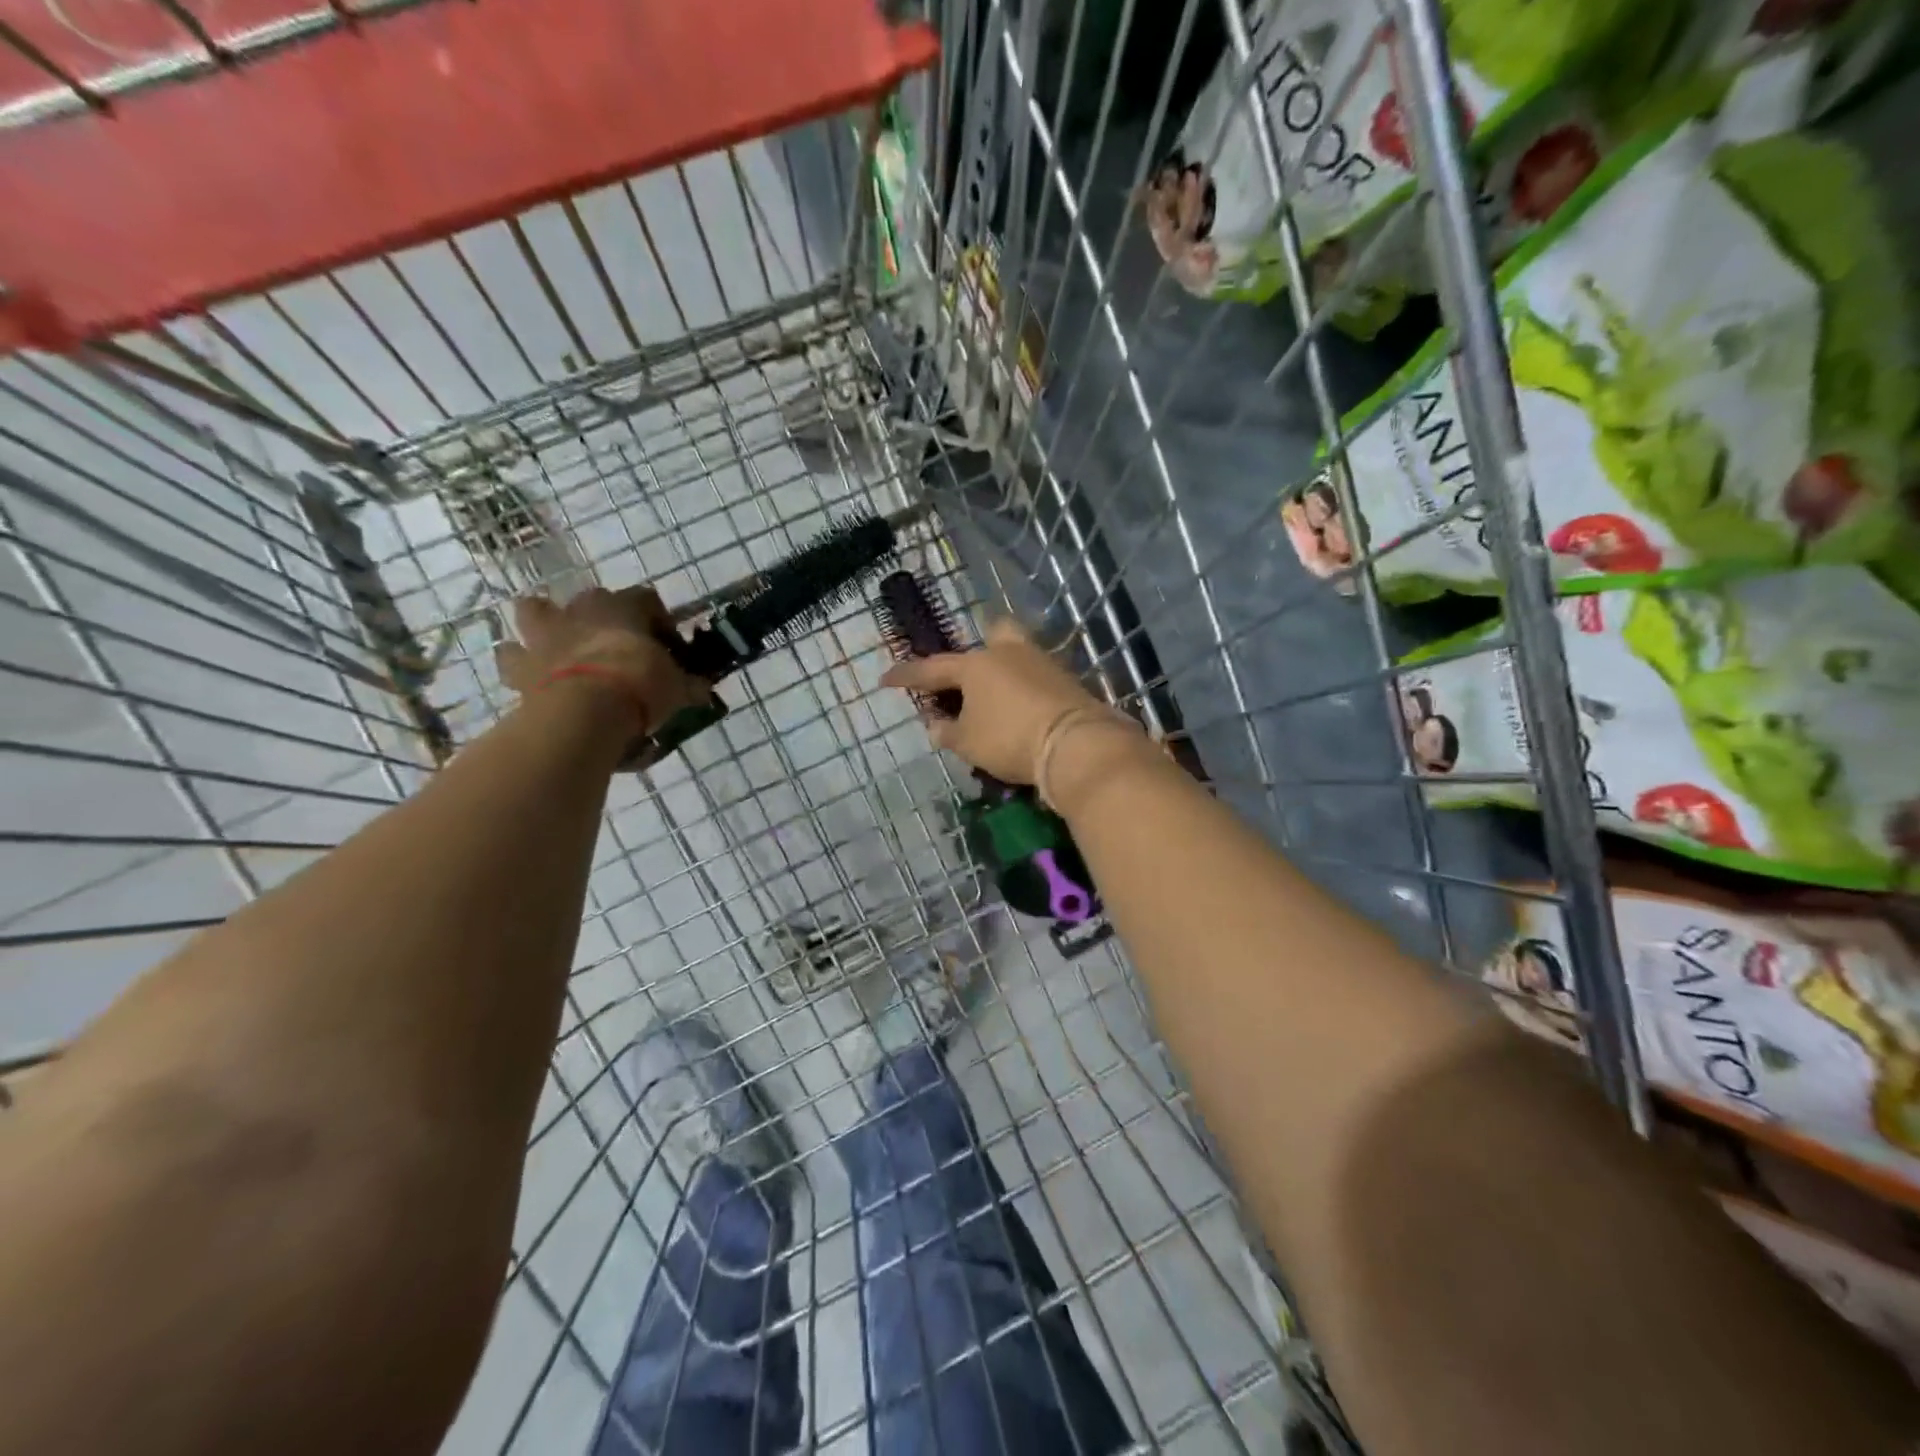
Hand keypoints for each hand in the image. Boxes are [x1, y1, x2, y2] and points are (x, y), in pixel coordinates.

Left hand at [496, 586, 707, 734]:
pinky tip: (533, 678)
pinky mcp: (519, 664)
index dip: (660, 621)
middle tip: (617, 646)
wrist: (585, 710)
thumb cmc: (640, 685)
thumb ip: (689, 684)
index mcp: (624, 608)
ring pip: (536, 610)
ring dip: (547, 623)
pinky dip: (520, 663)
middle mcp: (582, 611)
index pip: (647, 599)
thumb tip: (703, 689)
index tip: (670, 648)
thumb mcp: (677, 687)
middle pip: (592, 599)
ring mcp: (546, 634)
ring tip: (561, 646)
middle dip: (602, 617)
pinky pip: (511, 656)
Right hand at [880, 617, 1129, 786]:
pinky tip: (1022, 710)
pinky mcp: (1066, 680)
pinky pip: (1036, 676)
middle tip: (970, 678)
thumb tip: (936, 725)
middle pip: (992, 634)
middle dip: (979, 651)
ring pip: (1017, 654)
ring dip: (1004, 673)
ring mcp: (1041, 662)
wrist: (1075, 743)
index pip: (932, 669)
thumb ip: (947, 732)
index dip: (906, 676)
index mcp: (975, 665)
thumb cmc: (1009, 738)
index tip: (885, 679)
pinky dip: (1025, 690)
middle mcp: (1007, 653)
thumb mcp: (968, 743)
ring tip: (996, 703)